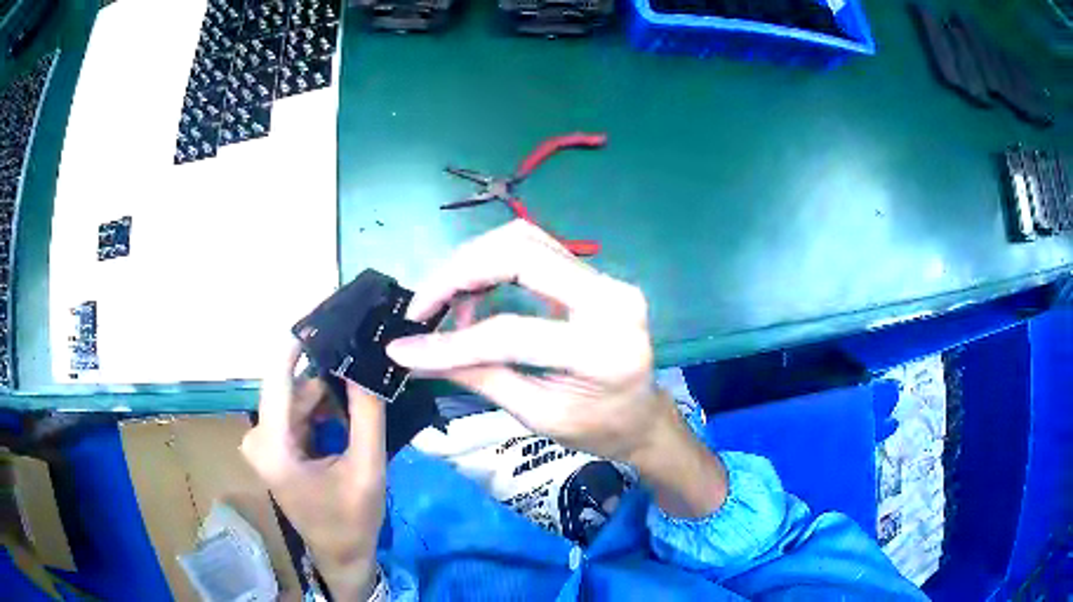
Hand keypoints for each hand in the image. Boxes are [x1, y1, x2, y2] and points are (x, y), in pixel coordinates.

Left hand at [241, 342, 384, 599]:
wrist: (341, 554)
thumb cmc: (352, 520)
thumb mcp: (367, 468)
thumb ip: (367, 414)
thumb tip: (367, 360)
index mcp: (273, 445)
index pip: (278, 373)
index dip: (301, 338)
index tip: (330, 307)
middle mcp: (258, 436)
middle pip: (293, 385)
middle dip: (329, 372)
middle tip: (365, 355)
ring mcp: (263, 440)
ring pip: (297, 397)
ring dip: (329, 393)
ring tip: (363, 389)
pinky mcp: (273, 444)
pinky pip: (298, 411)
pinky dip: (323, 408)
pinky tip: (349, 414)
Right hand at [386, 220, 726, 516]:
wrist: (642, 416)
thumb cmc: (598, 429)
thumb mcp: (538, 415)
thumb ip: (479, 378)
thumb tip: (414, 357)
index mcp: (603, 350)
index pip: (511, 332)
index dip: (450, 342)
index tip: (403, 347)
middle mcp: (611, 298)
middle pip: (518, 253)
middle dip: (456, 274)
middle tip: (422, 306)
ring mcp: (606, 278)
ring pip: (522, 239)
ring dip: (471, 262)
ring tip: (445, 304)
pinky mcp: (594, 273)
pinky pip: (532, 248)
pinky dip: (490, 263)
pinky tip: (472, 295)